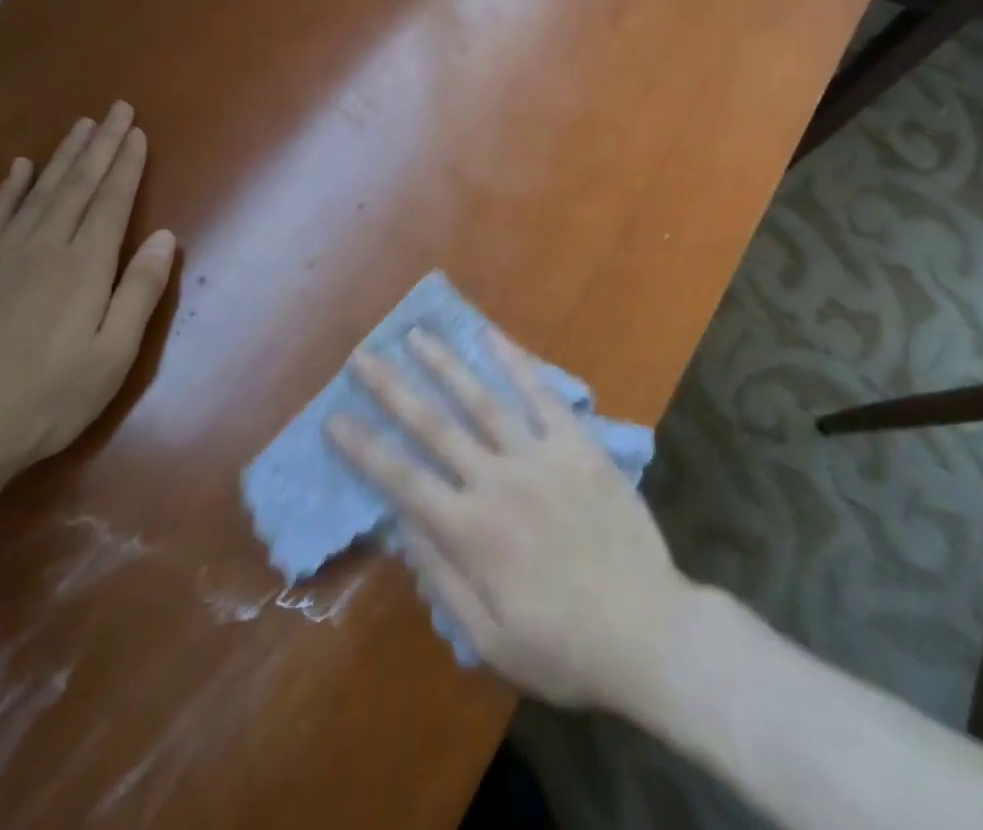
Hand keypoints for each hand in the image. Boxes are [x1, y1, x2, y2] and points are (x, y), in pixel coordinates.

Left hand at [0, 102, 176, 488]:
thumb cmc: (50, 398)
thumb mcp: (114, 354)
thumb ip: (140, 291)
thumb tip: (165, 236)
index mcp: (84, 266)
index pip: (112, 201)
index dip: (126, 164)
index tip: (137, 131)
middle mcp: (42, 248)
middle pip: (76, 185)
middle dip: (99, 145)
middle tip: (115, 109)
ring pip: (37, 193)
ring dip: (61, 157)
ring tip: (79, 126)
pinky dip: (8, 189)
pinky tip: (18, 168)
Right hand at [328, 328, 691, 709]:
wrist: (648, 631)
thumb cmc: (564, 647)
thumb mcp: (489, 639)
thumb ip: (442, 578)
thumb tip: (401, 525)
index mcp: (471, 532)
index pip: (402, 480)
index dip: (364, 448)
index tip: (334, 418)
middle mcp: (497, 481)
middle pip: (434, 425)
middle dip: (393, 388)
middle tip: (363, 355)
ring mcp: (540, 456)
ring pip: (482, 399)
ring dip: (445, 365)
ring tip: (417, 335)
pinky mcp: (578, 444)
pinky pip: (542, 395)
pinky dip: (516, 363)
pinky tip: (492, 336)